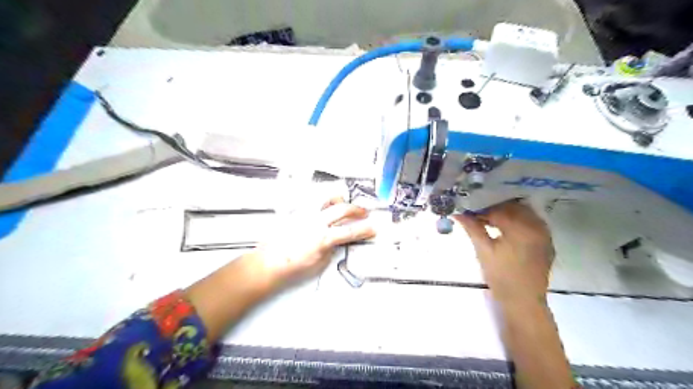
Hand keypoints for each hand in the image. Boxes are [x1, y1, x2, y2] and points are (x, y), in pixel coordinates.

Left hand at [253, 198, 375, 281]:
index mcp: (323, 237)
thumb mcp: (319, 263)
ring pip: (326, 198)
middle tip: (364, 213)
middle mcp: (316, 222)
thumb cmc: (293, 267)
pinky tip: (324, 208)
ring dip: (339, 200)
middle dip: (357, 210)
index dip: (365, 230)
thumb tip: (338, 240)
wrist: (269, 262)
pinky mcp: (296, 212)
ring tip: (343, 206)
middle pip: (342, 209)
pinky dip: (323, 203)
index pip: (350, 232)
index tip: (373, 229)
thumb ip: (332, 248)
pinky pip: (312, 201)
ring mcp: (305, 214)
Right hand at [454, 201, 555, 307]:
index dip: (482, 210)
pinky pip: (533, 223)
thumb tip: (458, 213)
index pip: (498, 210)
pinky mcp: (547, 243)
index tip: (469, 213)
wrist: (523, 301)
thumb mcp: (483, 250)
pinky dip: (519, 221)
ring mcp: (545, 235)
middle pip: (513, 207)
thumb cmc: (500, 276)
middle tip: (479, 216)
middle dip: (495, 208)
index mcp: (520, 228)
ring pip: (524, 213)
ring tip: (491, 222)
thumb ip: (472, 228)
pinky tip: (507, 230)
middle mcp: (536, 227)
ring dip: (508, 213)